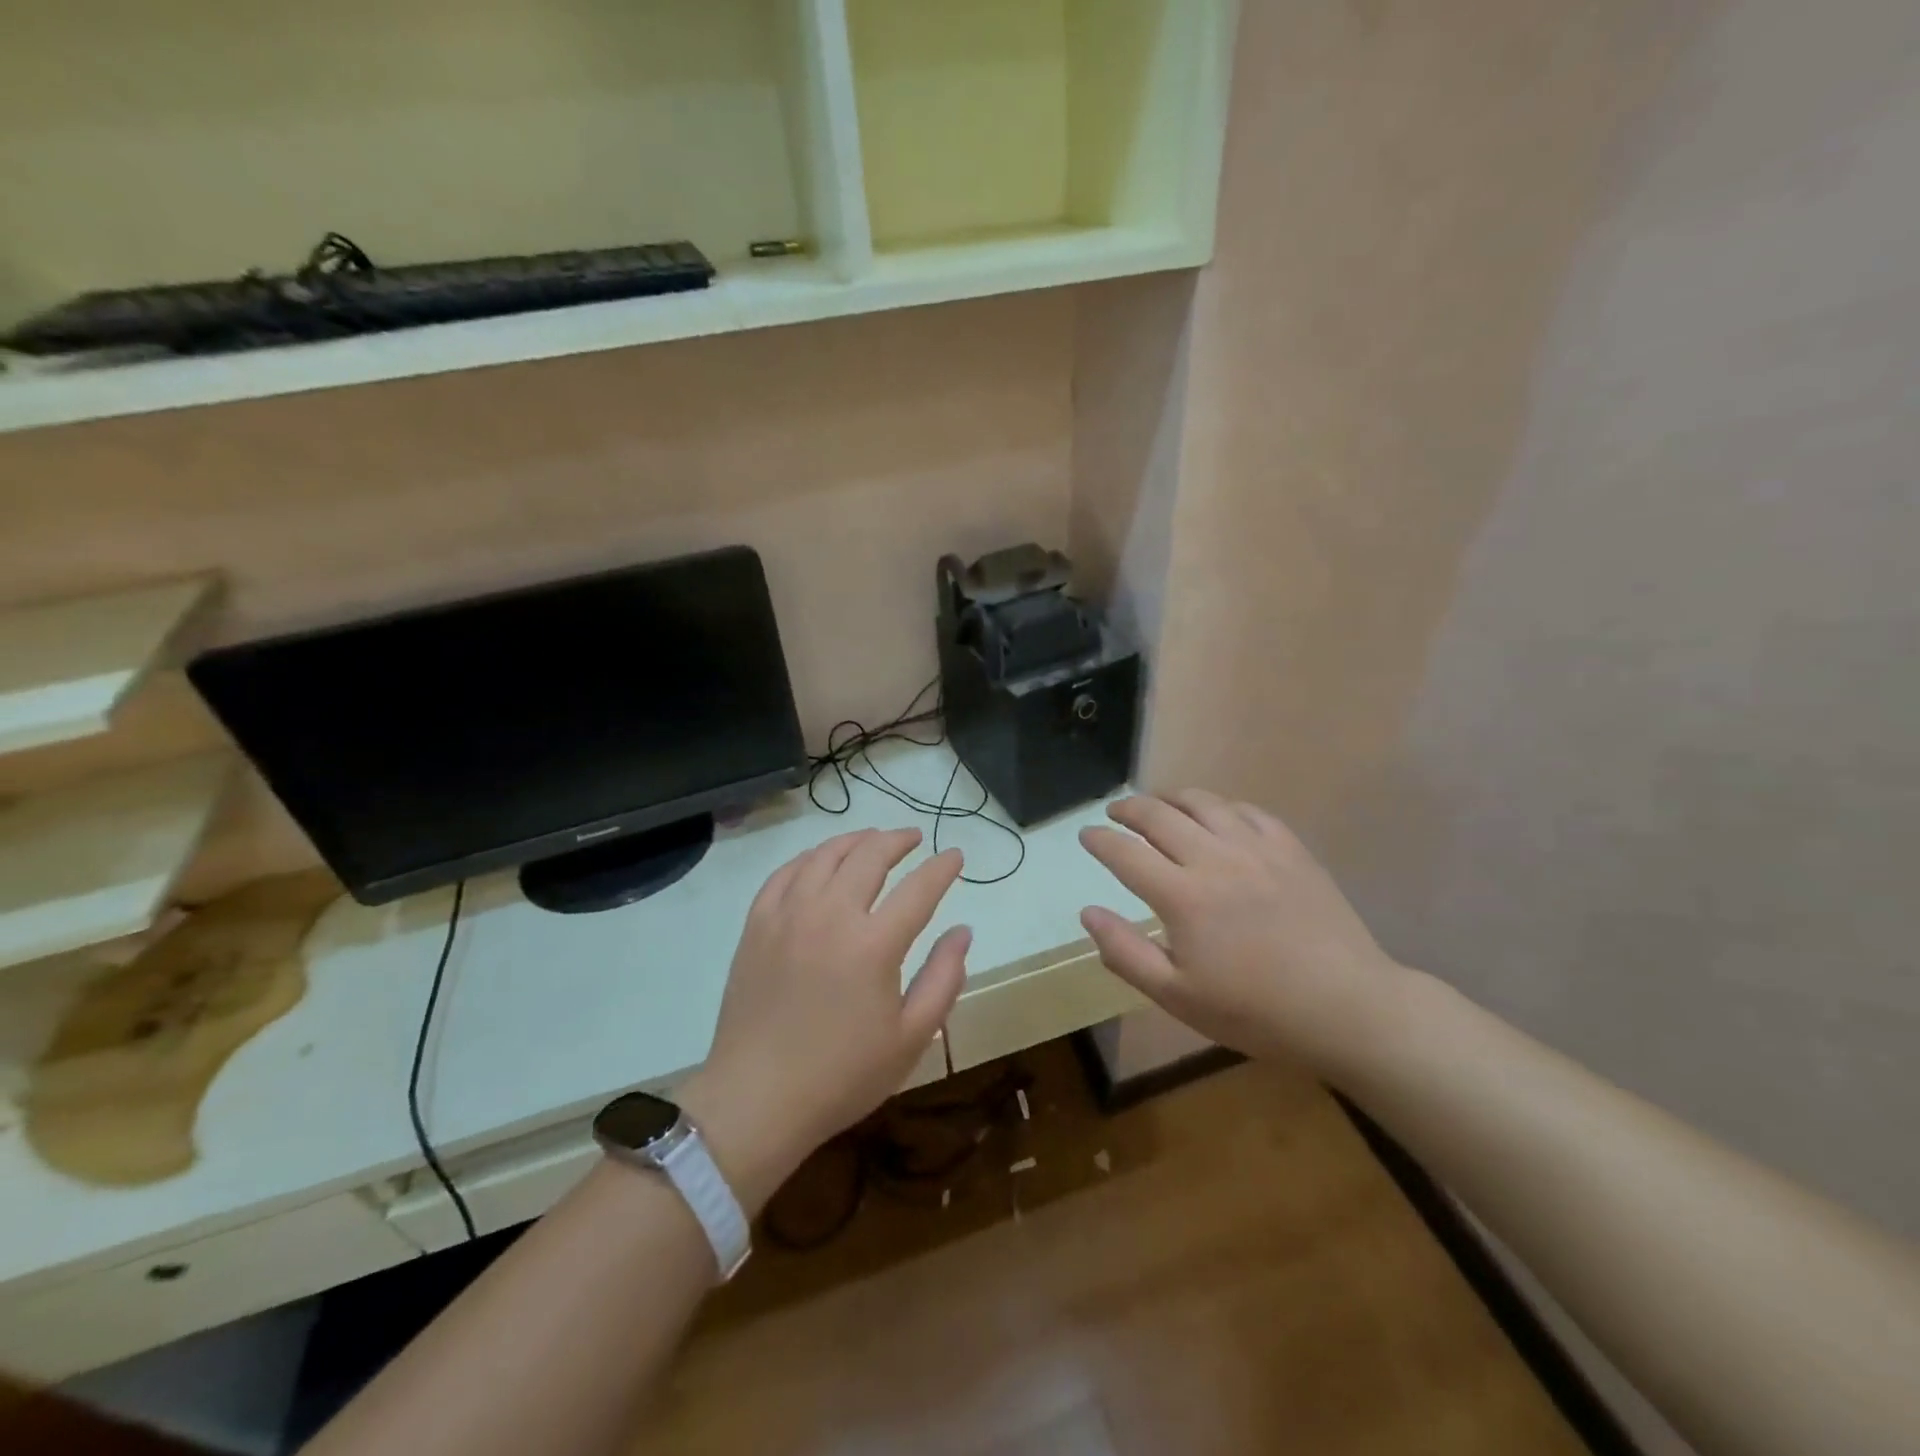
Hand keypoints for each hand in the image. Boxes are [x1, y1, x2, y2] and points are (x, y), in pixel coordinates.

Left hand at [679, 829, 968, 1210]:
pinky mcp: (757, 925)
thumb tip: (963, 931)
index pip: (919, 887)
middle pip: (870, 855)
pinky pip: (785, 873)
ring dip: (855, 840)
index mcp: (874, 944)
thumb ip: (944, 978)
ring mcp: (788, 915)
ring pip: (825, 855)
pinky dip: (810, 858)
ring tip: (872, 840)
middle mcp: (831, 915)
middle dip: (898, 840)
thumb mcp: (911, 1038)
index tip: (955, 855)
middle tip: (913, 838)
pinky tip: (820, 862)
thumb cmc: (843, 1075)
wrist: (757, 1099)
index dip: (942, 867)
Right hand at [1078, 790, 1406, 1070]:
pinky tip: (1216, 815)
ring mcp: (1256, 848)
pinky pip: (1246, 810)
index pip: (1125, 853)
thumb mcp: (1178, 996)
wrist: (1348, 1008)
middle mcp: (1214, 858)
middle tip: (1114, 812)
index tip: (1086, 835)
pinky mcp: (1290, 848)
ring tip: (1158, 804)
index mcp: (1182, 896)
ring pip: (1202, 803)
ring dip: (1170, 798)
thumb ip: (1126, 952)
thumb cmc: (1255, 1012)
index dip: (1100, 840)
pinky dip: (1220, 806)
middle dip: (1128, 809)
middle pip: (1158, 815)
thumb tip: (1088, 912)